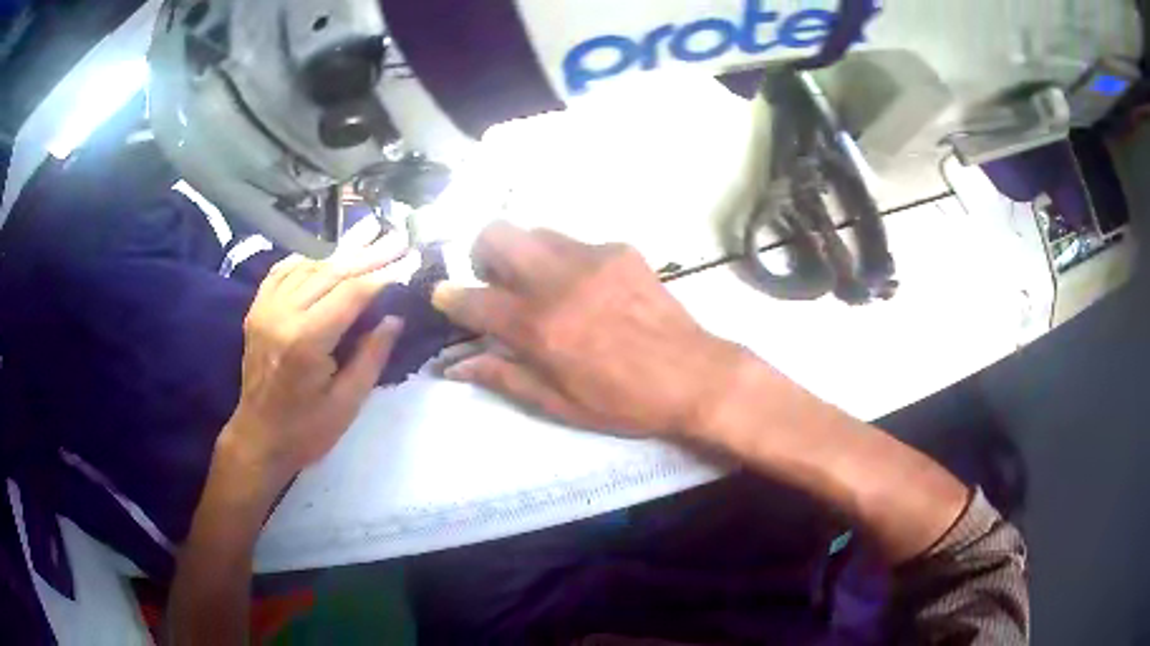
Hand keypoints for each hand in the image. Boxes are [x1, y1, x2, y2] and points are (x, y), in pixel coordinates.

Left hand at [219, 228, 408, 494]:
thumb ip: (371, 356)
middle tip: (397, 237)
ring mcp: (265, 309)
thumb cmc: (306, 430)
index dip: (383, 275)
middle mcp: (282, 315)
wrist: (258, 438)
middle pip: (331, 272)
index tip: (410, 260)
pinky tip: (324, 257)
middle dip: (368, 254)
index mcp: (305, 341)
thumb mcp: (347, 403)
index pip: (351, 293)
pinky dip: (306, 261)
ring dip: (340, 254)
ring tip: (369, 238)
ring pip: (308, 267)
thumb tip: (394, 318)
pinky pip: (282, 272)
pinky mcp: (256, 310)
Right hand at [432, 222, 747, 437]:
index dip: (449, 297)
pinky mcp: (621, 250)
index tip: (443, 298)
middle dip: (482, 254)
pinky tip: (586, 289)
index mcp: (540, 327)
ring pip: (535, 232)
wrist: (695, 376)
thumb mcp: (558, 402)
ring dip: (524, 254)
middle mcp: (559, 281)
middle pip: (497, 233)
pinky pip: (576, 242)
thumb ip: (503, 377)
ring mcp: (593, 258)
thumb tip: (454, 366)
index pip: (473, 299)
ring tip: (541, 285)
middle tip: (495, 282)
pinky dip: (565, 261)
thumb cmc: (624, 401)